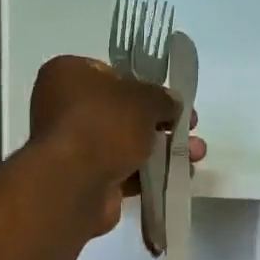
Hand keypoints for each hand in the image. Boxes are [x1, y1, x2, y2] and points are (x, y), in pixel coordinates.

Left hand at [29, 55, 204, 235]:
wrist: (74, 185)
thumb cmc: (103, 125)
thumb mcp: (143, 99)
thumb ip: (162, 98)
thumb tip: (172, 104)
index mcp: (68, 74)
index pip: (112, 74)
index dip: (146, 85)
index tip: (172, 98)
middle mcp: (64, 108)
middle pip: (122, 112)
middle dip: (161, 123)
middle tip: (190, 128)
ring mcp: (73, 147)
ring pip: (125, 144)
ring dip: (161, 150)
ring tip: (194, 155)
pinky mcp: (84, 180)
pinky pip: (122, 171)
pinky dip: (148, 174)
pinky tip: (178, 176)